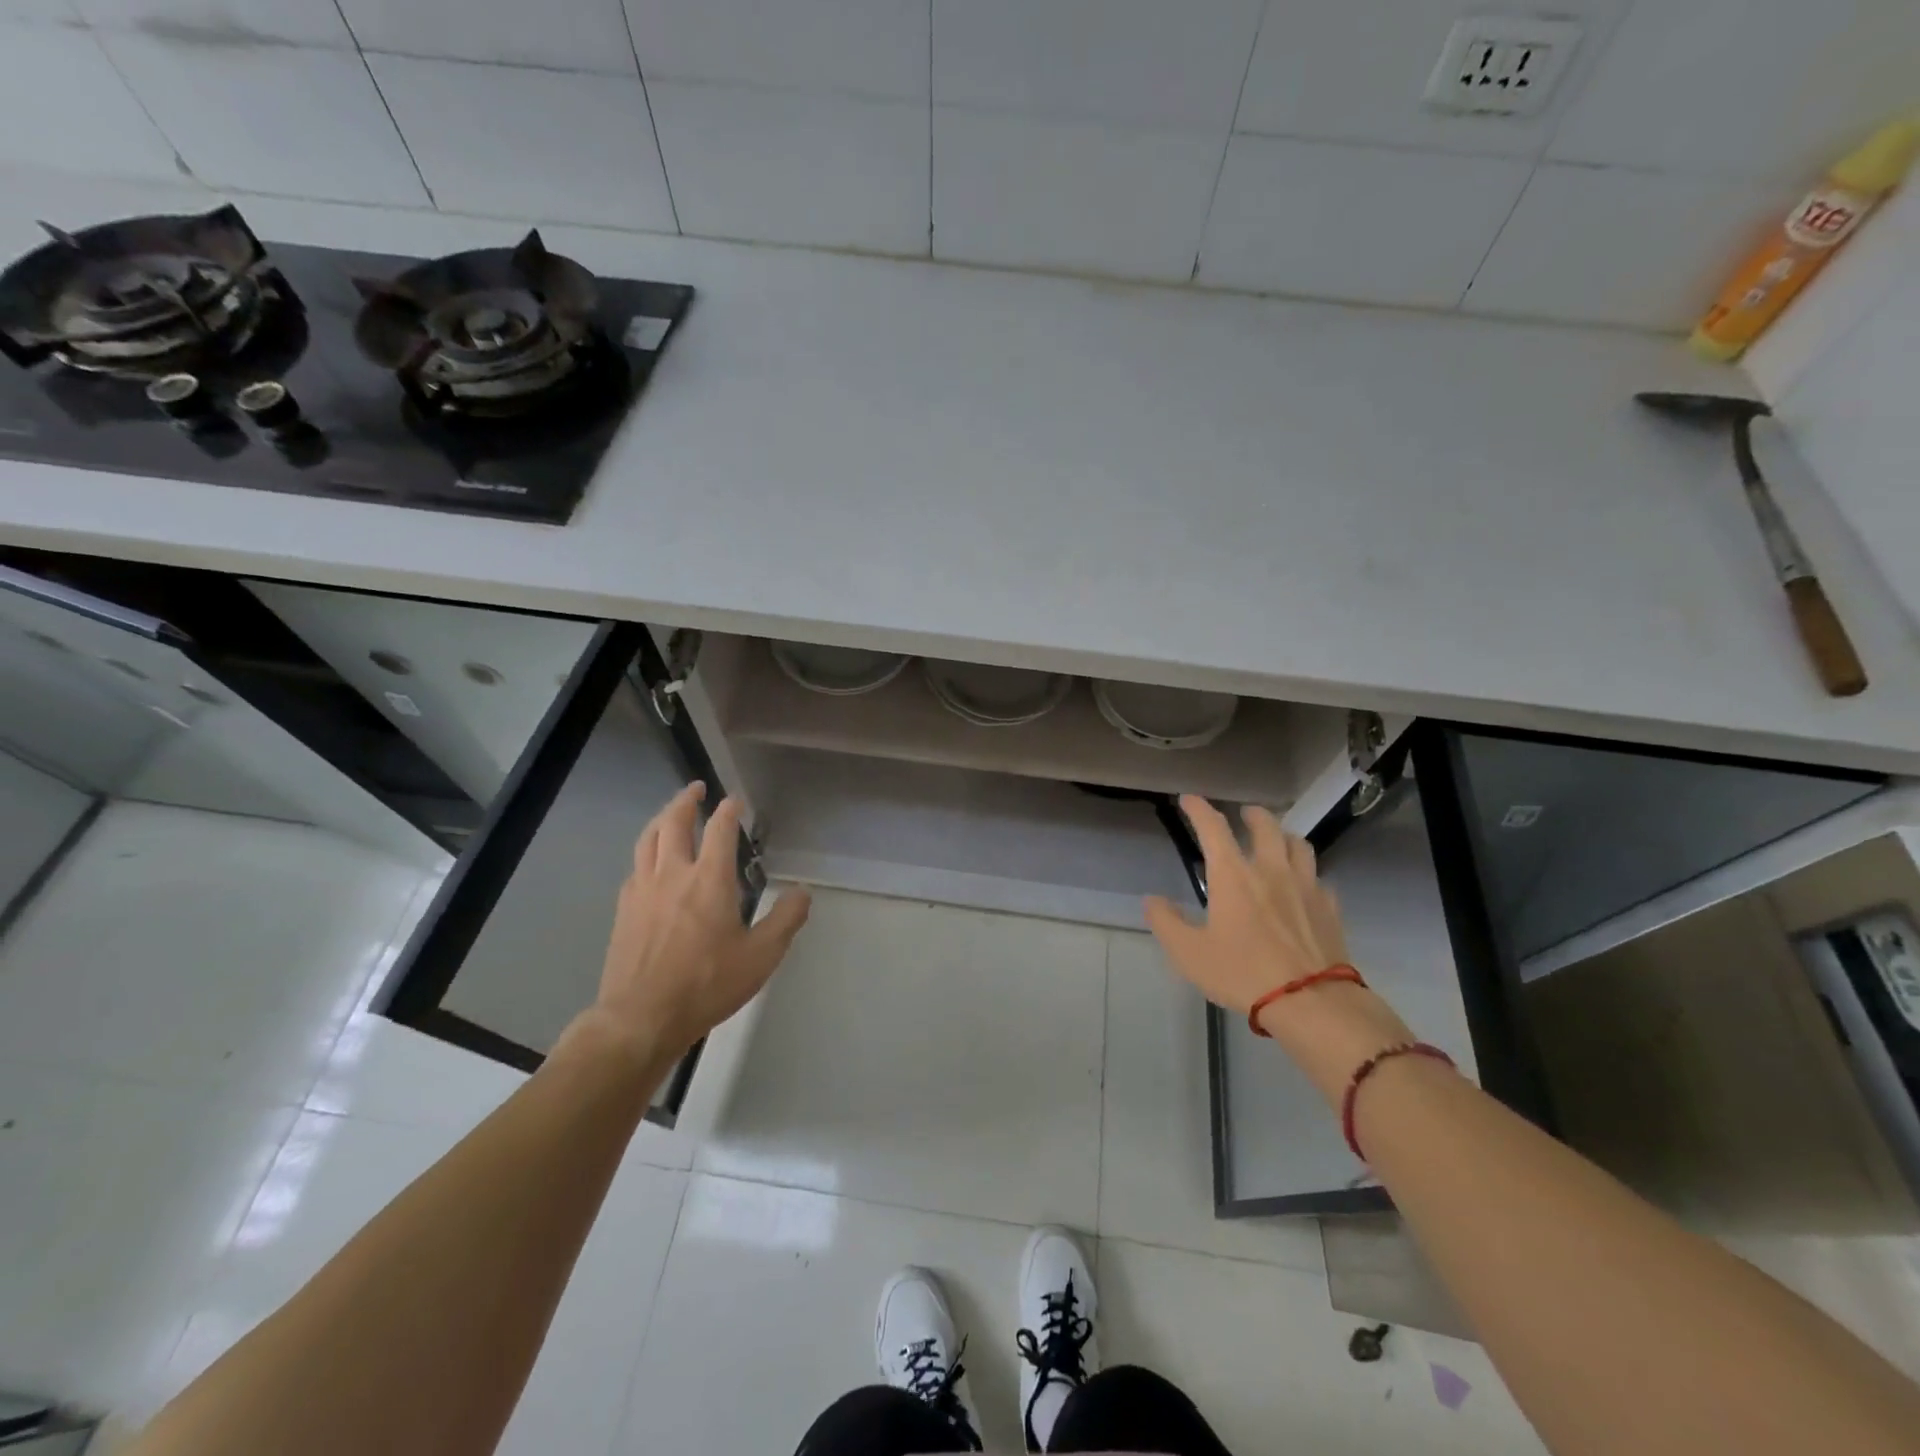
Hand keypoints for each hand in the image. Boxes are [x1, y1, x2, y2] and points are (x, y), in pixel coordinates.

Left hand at [589, 783, 810, 1059]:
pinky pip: (635, 866)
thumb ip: (786, 919)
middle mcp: (673, 874)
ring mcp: (642, 890)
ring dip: (662, 819)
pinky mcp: (624, 909)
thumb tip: (803, 892)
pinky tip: (651, 862)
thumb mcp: (761, 956)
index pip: (719, 829)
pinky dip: (647, 852)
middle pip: (674, 822)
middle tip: (696, 788)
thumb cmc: (706, 984)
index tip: (736, 800)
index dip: (729, 809)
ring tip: (671, 813)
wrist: (641, 1017)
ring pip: (648, 839)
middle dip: (686, 800)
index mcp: (709, 879)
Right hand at [1144, 795, 1412, 1103]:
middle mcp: (1271, 870)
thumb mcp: (1188, 953)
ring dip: (1284, 836)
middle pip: (1266, 825)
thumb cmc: (1242, 973)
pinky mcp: (1330, 909)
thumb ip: (1166, 922)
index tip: (1189, 799)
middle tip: (1243, 814)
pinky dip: (1308, 875)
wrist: (1311, 1002)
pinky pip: (1319, 879)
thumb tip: (1152, 900)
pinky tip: (1303, 888)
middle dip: (1252, 814)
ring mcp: (1306, 887)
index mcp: (1233, 875)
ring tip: (1277, 842)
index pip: (1213, 827)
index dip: (1199, 808)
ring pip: (1299, 845)